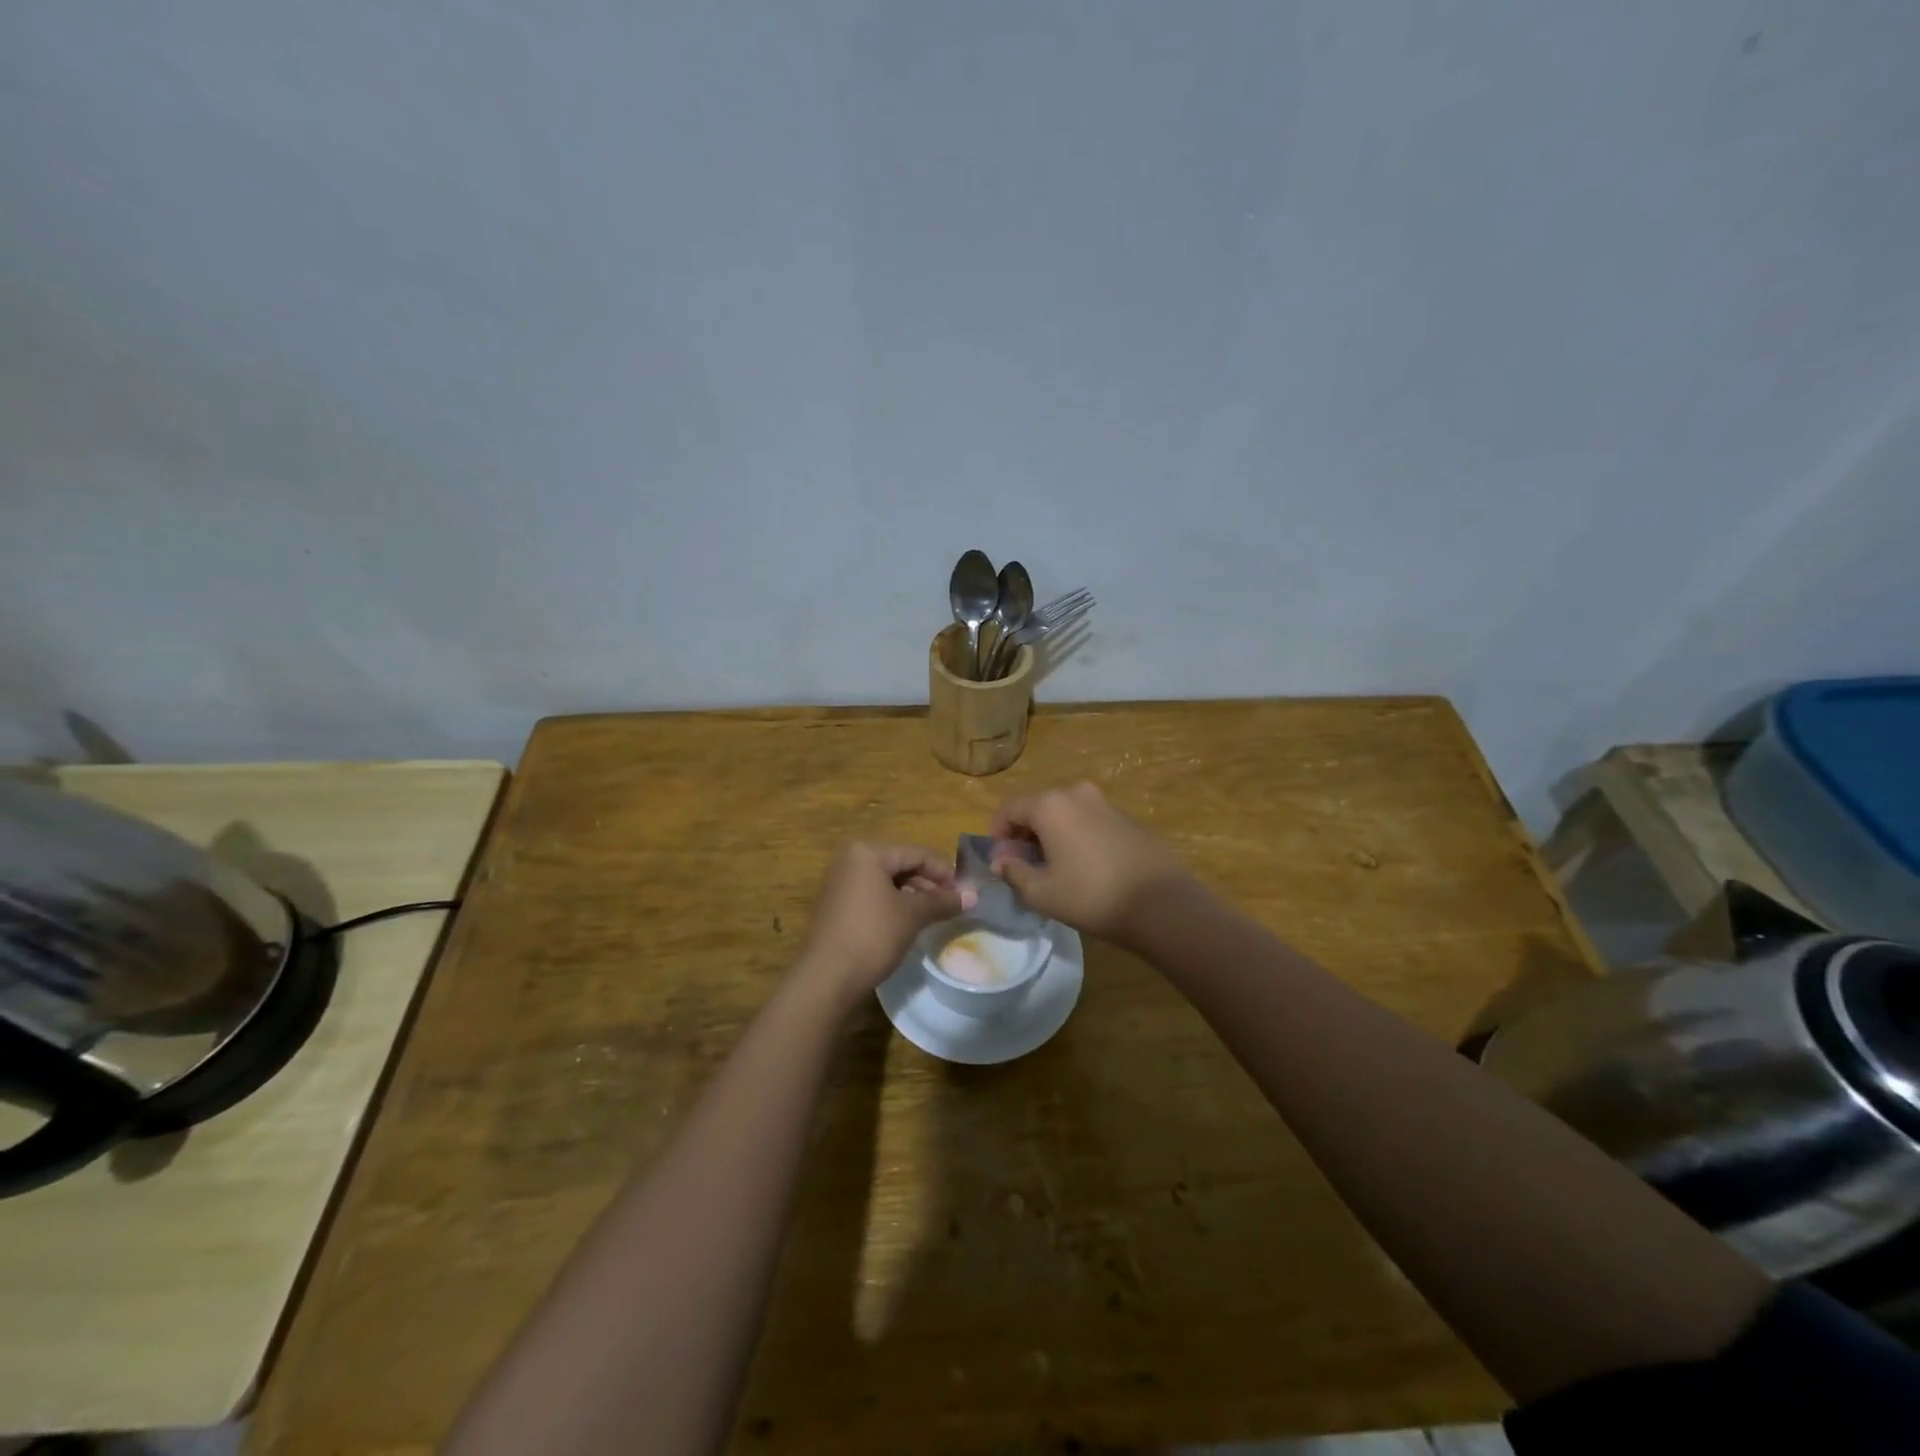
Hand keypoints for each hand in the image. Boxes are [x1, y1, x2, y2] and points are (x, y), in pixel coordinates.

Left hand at [796, 842, 969, 1006]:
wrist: (827, 978)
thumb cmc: (873, 935)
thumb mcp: (912, 915)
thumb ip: (943, 901)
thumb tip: (974, 896)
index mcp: (867, 852)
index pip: (916, 853)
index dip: (944, 871)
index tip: (964, 892)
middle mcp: (850, 860)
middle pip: (900, 865)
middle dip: (928, 883)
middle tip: (952, 904)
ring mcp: (840, 883)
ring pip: (887, 882)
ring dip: (913, 895)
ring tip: (934, 915)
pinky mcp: (837, 906)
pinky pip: (873, 896)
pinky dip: (893, 905)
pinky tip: (909, 923)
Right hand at [990, 782, 1192, 945]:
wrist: (1161, 903)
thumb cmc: (1091, 896)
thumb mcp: (1041, 893)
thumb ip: (1013, 872)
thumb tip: (1001, 861)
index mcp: (1050, 805)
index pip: (1009, 809)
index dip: (997, 834)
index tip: (1000, 861)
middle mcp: (1076, 793)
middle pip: (1037, 807)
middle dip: (1024, 834)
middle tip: (1024, 867)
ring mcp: (1105, 803)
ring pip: (1064, 814)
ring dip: (1051, 835)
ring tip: (1054, 869)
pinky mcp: (1127, 817)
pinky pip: (1088, 821)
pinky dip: (1076, 836)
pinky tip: (1084, 867)